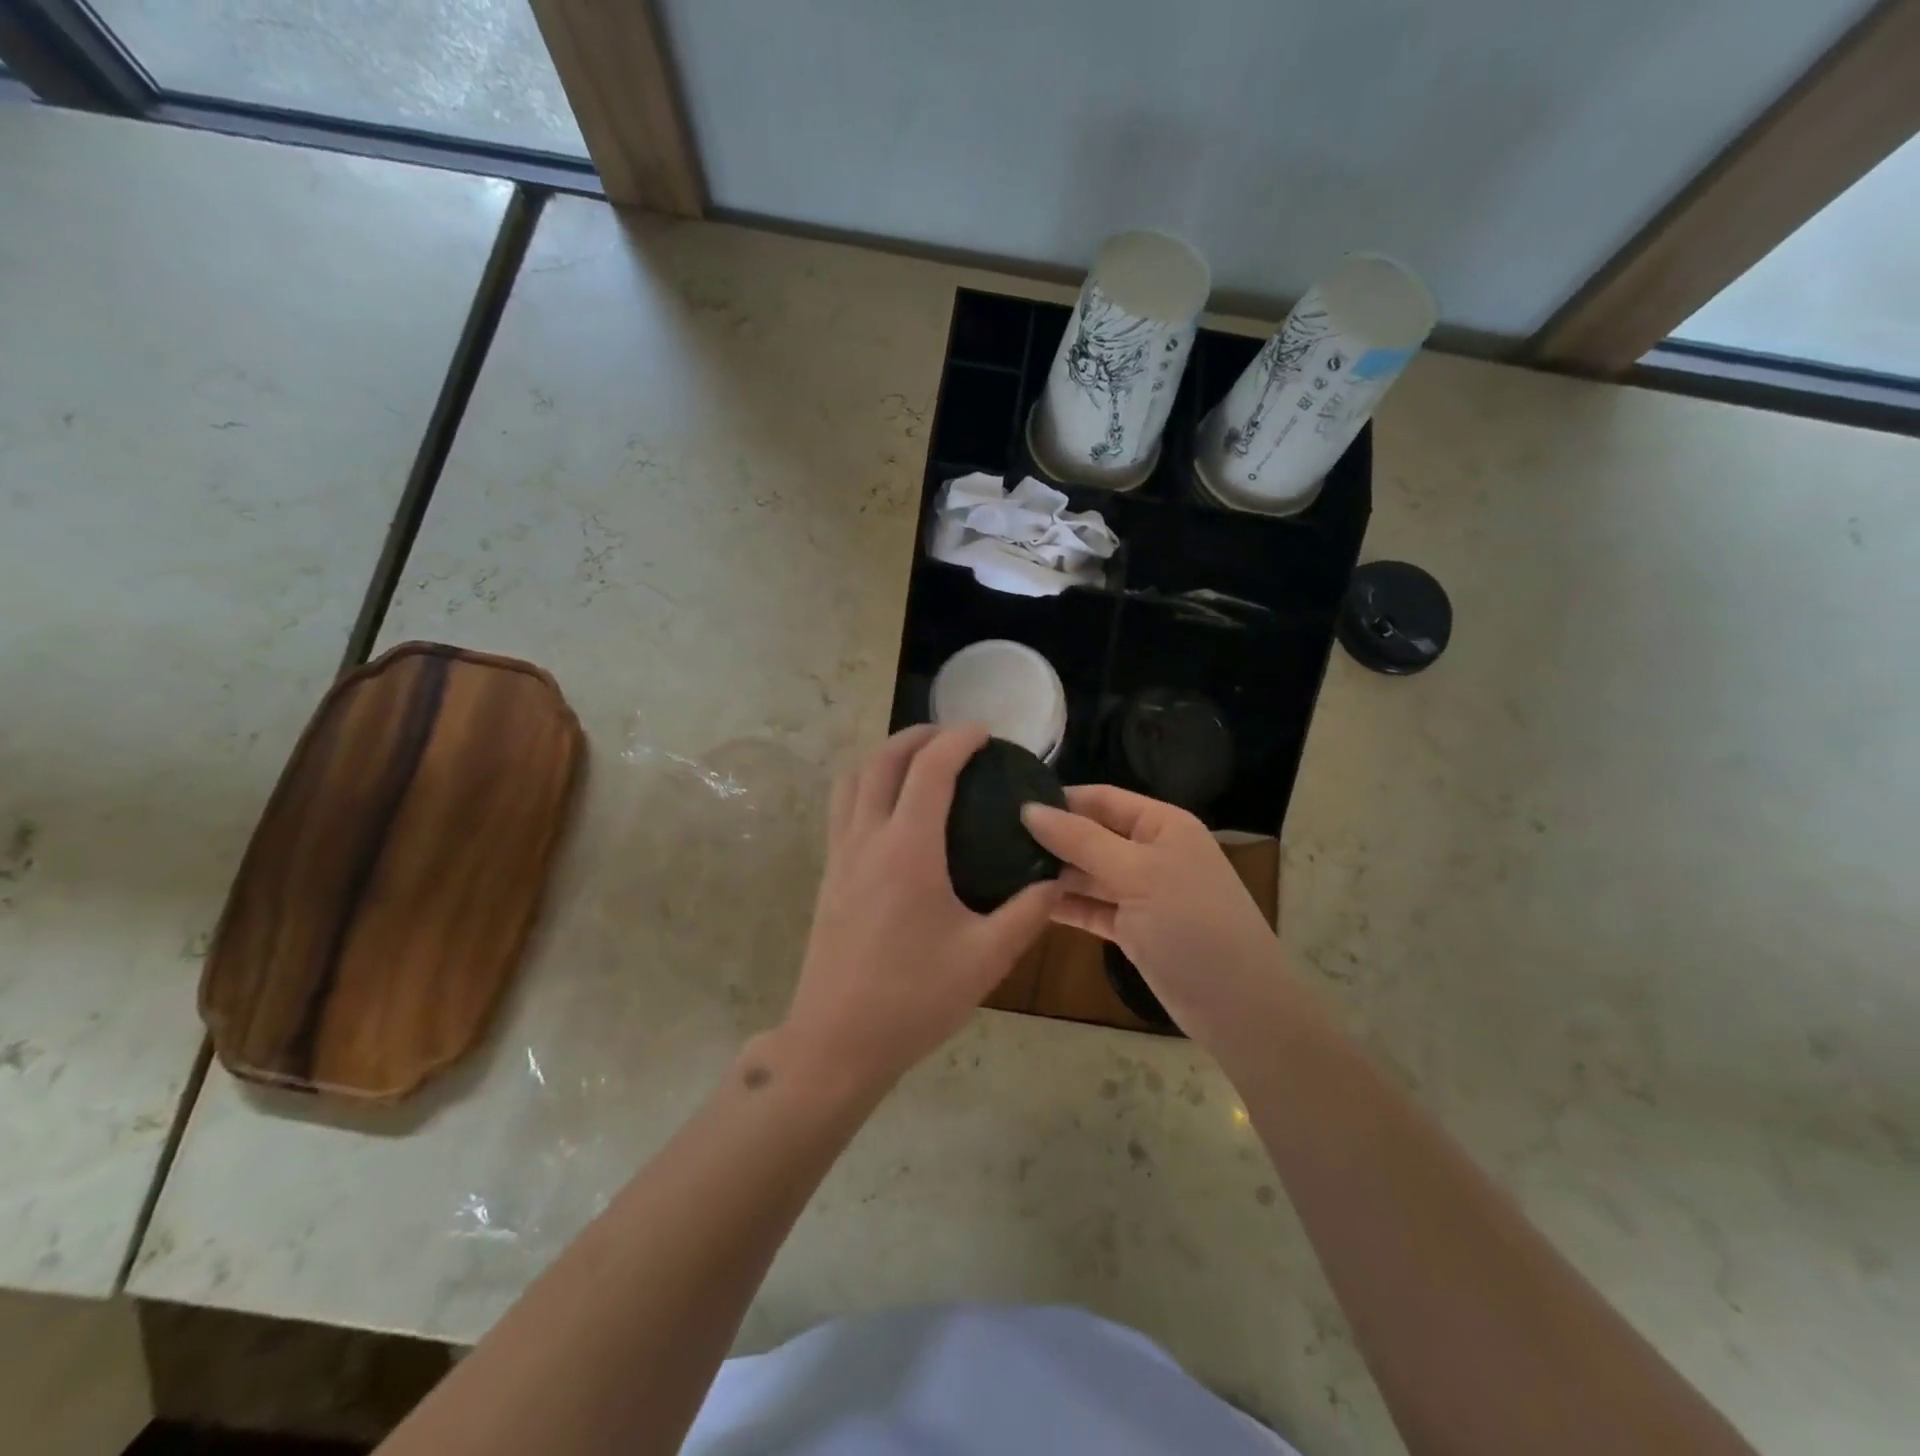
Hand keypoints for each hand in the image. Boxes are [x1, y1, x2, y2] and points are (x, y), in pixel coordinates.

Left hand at [780, 725, 1058, 1096]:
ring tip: (918, 764)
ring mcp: (840, 856)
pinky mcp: (828, 876)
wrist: (837, 1042)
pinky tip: (892, 813)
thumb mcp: (986, 958)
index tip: (984, 733)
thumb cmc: (914, 998)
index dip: (958, 740)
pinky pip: (842, 809)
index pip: (930, 769)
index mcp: (907, 850)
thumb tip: (1057, 879)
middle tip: (953, 738)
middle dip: (918, 736)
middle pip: (882, 760)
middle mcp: (867, 839)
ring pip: (852, 780)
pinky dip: (866, 786)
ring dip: (885, 757)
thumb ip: (1027, 912)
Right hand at [1022, 786, 1294, 1057]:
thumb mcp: (1137, 874)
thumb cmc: (1192, 925)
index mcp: (1161, 825)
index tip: (1008, 804)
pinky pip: (1090, 907)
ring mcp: (1141, 892)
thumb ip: (1081, 840)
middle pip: (1091, 834)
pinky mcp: (1131, 928)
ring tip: (999, 868)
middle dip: (1051, 838)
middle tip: (993, 839)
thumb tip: (1028, 808)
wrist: (1238, 1007)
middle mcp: (1150, 852)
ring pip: (1088, 873)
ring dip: (1052, 873)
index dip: (1059, 799)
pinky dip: (1063, 905)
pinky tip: (1024, 902)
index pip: (1101, 799)